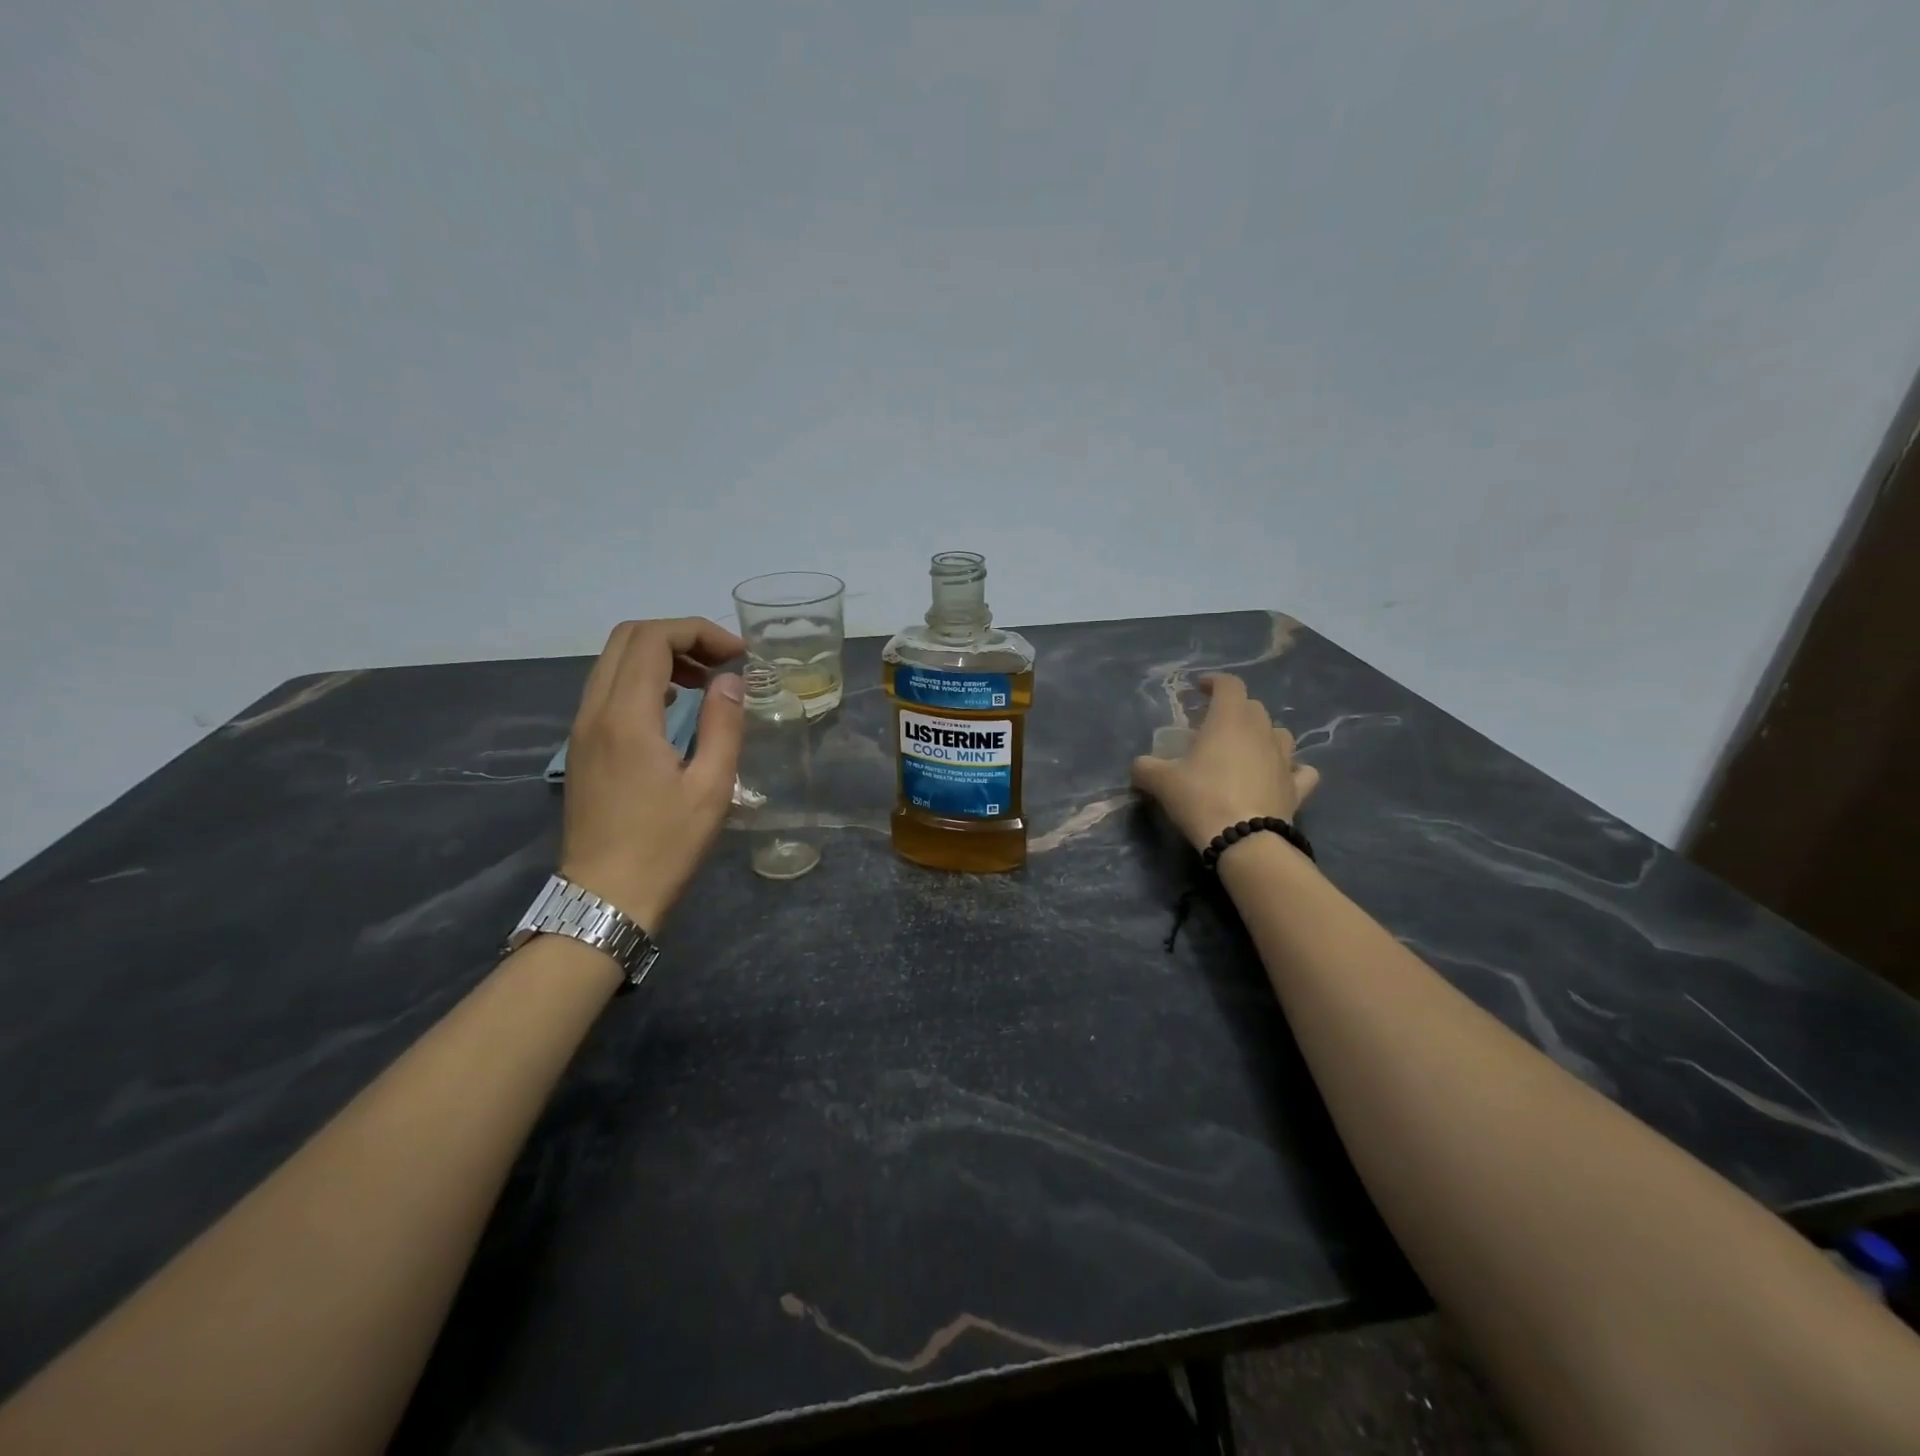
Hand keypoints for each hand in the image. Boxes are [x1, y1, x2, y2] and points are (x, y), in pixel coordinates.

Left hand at [559, 618, 745, 930]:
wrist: (606, 898)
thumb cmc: (665, 846)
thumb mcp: (711, 787)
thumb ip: (723, 724)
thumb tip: (730, 680)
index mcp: (627, 717)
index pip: (654, 639)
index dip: (699, 632)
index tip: (738, 655)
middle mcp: (595, 711)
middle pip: (628, 638)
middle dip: (679, 636)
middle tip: (721, 662)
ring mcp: (582, 729)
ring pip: (613, 661)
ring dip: (660, 656)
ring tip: (704, 682)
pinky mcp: (582, 747)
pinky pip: (608, 689)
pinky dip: (643, 680)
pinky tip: (675, 708)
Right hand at [1130, 673, 1320, 850]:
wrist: (1244, 840)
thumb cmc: (1201, 798)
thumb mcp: (1161, 782)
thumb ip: (1145, 767)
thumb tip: (1139, 766)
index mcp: (1229, 720)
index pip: (1229, 685)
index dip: (1214, 682)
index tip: (1200, 688)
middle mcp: (1261, 732)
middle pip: (1253, 707)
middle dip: (1235, 710)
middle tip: (1214, 726)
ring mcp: (1284, 759)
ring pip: (1280, 734)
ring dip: (1263, 735)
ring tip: (1246, 749)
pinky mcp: (1297, 787)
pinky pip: (1300, 770)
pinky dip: (1292, 769)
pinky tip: (1281, 776)